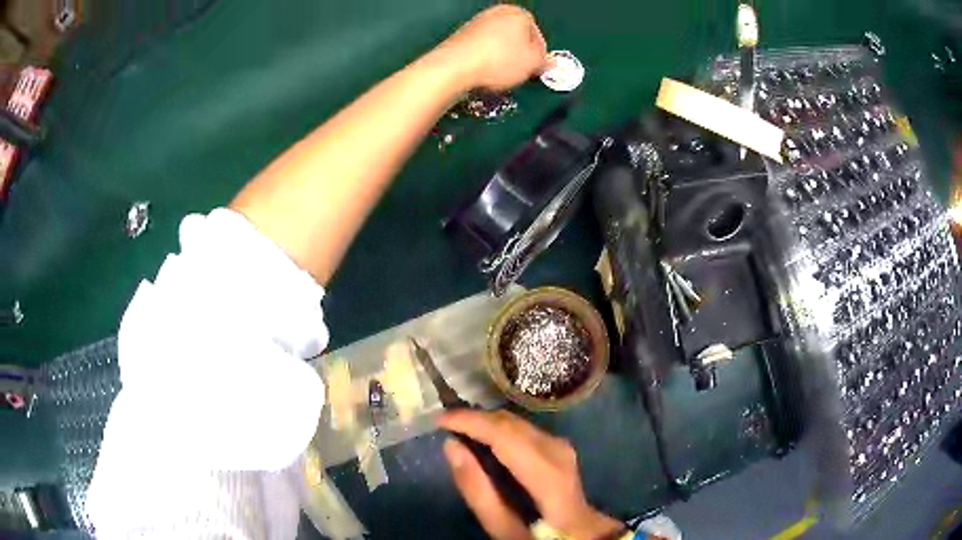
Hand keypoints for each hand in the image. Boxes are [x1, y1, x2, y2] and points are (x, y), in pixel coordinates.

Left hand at [437, 5, 548, 92]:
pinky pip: (481, 49)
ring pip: (498, 44)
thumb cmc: (501, 61)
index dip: (539, 56)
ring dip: (502, 59)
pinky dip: (485, 59)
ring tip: (501, 77)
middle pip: (516, 38)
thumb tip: (549, 62)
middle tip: (520, 75)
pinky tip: (483, 73)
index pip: (537, 36)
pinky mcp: (460, 36)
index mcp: (518, 13)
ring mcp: (476, 22)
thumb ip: (545, 61)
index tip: (536, 71)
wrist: (455, 67)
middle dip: (520, 56)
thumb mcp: (533, 64)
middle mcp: (496, 12)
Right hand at [439, 410, 624, 539]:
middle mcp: (560, 453)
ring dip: (487, 423)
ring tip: (458, 429)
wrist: (580, 534)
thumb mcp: (504, 529)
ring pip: (519, 423)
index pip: (507, 437)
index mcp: (549, 478)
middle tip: (444, 424)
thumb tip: (451, 446)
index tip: (440, 420)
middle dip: (476, 419)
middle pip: (513, 425)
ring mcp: (563, 448)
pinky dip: (500, 429)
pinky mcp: (561, 447)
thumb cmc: (540, 536)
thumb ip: (477, 491)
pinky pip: (524, 429)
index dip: (472, 422)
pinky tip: (483, 438)